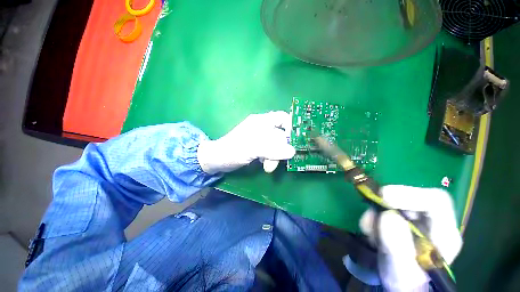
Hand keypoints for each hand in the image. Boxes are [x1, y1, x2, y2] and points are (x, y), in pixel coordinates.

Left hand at [197, 111, 295, 173]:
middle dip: (281, 148)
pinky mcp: (258, 147)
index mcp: (261, 121)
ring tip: (267, 166)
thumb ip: (273, 149)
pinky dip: (270, 158)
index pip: (282, 117)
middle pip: (281, 134)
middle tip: (277, 160)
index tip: (295, 140)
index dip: (291, 126)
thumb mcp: (253, 148)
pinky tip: (264, 163)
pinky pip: (271, 151)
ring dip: (275, 156)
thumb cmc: (233, 150)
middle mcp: (263, 127)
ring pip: (277, 145)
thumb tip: (292, 152)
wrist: (218, 160)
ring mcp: (260, 138)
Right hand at [359, 185, 462, 291]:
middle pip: (411, 197)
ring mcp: (415, 219)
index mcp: (445, 235)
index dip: (410, 194)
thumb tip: (387, 216)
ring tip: (370, 235)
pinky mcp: (399, 218)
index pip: (436, 201)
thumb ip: (397, 248)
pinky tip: (371, 233)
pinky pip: (382, 208)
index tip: (383, 197)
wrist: (398, 284)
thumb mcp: (400, 272)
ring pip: (392, 202)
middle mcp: (432, 223)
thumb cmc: (404, 283)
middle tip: (371, 218)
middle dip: (386, 205)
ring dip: (375, 214)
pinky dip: (371, 217)